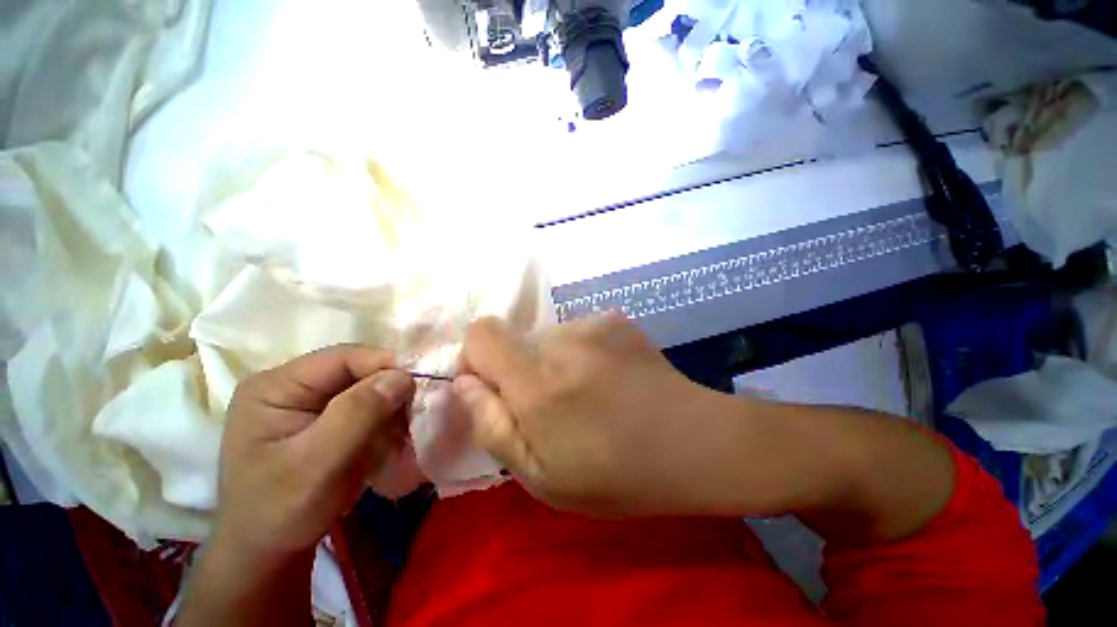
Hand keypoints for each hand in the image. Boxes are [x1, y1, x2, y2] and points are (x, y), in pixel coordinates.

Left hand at [180, 346, 415, 625]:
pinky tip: (400, 433)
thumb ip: (357, 414)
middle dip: (392, 387)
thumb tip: (402, 375)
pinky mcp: (327, 420)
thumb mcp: (316, 464)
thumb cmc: (280, 511)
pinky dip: (388, 418)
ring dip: (394, 404)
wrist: (268, 554)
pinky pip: (368, 407)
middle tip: (422, 405)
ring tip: (414, 422)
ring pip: (368, 388)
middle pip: (358, 371)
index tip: (423, 381)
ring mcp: (310, 403)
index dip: (386, 364)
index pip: (342, 358)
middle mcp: (293, 386)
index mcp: (276, 386)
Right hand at [454, 313, 732, 515]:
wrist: (696, 443)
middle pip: (514, 337)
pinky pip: (574, 332)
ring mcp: (594, 323)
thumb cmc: (617, 474)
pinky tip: (604, 379)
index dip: (475, 357)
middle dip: (516, 369)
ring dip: (548, 362)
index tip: (493, 389)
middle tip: (548, 406)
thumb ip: (492, 425)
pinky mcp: (614, 319)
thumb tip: (463, 383)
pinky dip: (576, 353)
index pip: (482, 332)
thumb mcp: (541, 476)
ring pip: (545, 336)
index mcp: (539, 380)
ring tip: (582, 395)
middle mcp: (564, 339)